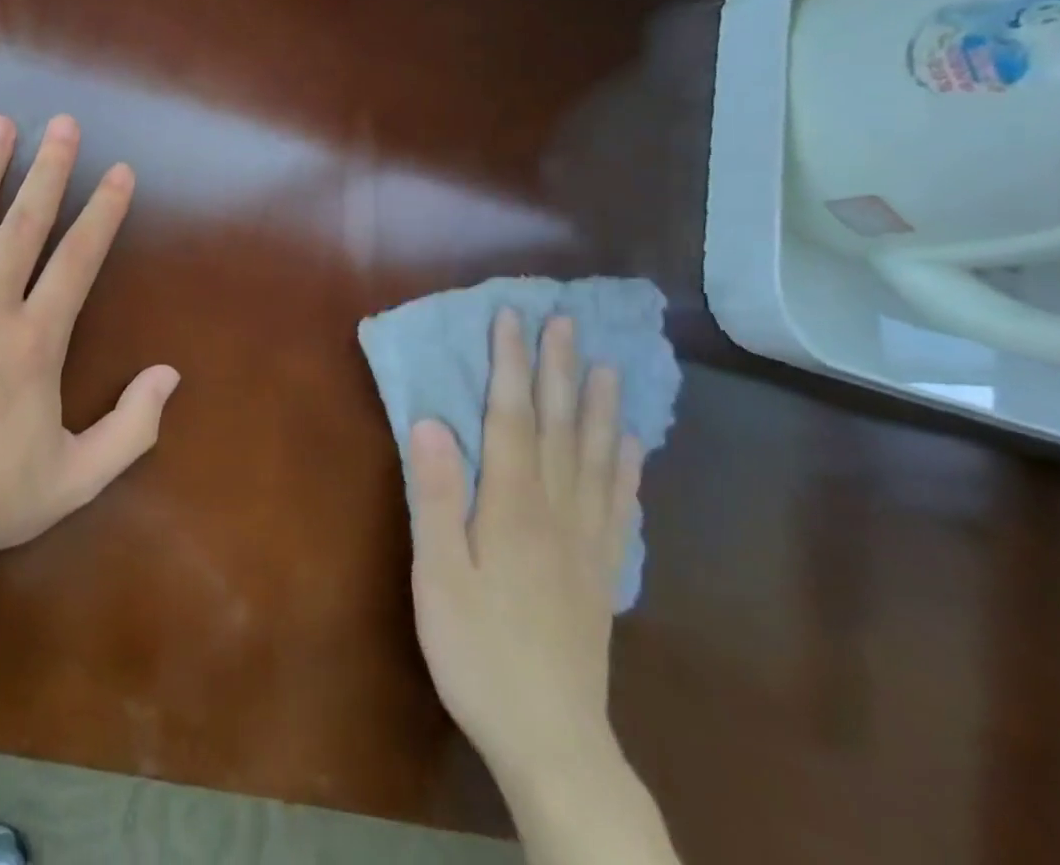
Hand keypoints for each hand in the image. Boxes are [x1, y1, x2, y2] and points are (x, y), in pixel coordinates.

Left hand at [0, 114, 179, 564]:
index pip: (79, 260)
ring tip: (0, 124)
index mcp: (35, 342)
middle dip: (50, 170)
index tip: (120, 172)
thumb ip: (131, 428)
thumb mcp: (74, 479)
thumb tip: (170, 375)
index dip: (104, 212)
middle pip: (25, 225)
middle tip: (64, 123)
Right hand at [408, 309, 643, 792]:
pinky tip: (629, 446)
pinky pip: (619, 504)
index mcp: (512, 506)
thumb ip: (435, 495)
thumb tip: (430, 421)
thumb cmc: (478, 650)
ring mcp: (586, 540)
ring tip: (607, 366)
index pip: (511, 417)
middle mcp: (556, 509)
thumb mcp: (438, 574)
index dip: (511, 365)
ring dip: (599, 407)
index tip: (513, 319)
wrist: (551, 739)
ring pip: (595, 457)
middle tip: (567, 322)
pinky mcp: (601, 570)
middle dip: (559, 369)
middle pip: (558, 426)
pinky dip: (625, 467)